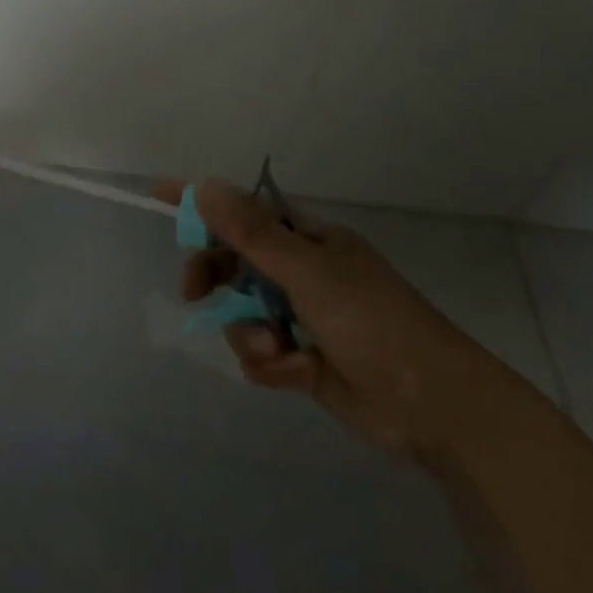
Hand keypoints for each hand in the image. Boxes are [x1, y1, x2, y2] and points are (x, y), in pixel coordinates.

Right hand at [170, 180, 513, 463]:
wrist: (433, 406)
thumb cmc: (373, 322)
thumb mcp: (308, 272)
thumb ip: (251, 233)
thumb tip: (204, 186)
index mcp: (308, 241)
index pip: (244, 210)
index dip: (203, 203)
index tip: (159, 194)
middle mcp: (301, 273)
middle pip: (233, 263)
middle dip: (215, 278)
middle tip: (193, 292)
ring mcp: (301, 317)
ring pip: (242, 314)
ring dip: (251, 334)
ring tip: (278, 351)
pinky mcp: (301, 359)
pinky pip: (258, 352)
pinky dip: (271, 364)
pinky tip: (297, 374)